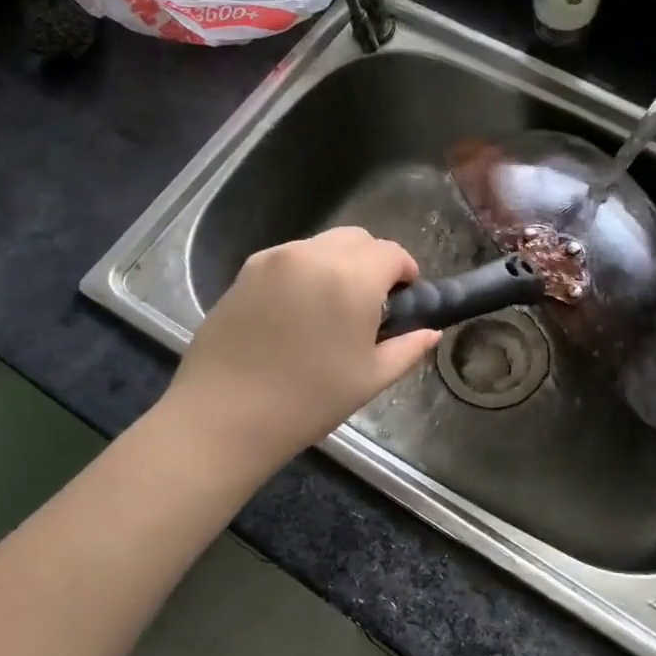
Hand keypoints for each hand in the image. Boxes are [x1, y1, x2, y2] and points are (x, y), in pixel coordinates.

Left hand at [164, 227, 441, 472]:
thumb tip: (431, 332)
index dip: (406, 271)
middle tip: (371, 303)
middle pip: (357, 238)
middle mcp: (313, 255)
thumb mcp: (369, 379)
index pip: (391, 252)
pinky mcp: (244, 271)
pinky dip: (305, 271)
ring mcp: (274, 259)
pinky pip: (289, 257)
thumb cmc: (307, 402)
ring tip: (331, 307)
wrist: (224, 416)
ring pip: (321, 245)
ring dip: (338, 263)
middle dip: (373, 262)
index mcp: (351, 278)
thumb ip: (407, 348)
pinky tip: (297, 311)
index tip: (405, 298)